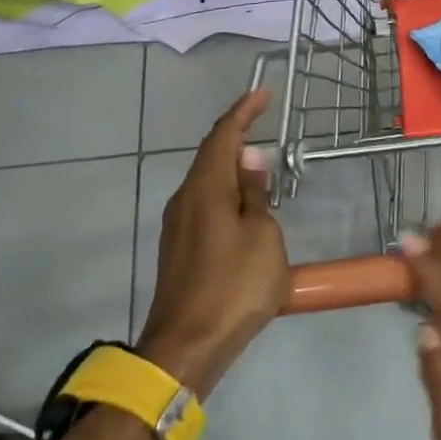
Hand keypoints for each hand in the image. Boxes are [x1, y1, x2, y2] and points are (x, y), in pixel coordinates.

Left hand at [137, 90, 287, 399]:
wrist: (188, 346)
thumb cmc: (235, 286)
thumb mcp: (263, 236)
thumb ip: (257, 196)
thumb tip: (251, 161)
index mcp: (205, 190)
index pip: (223, 136)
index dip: (243, 112)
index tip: (263, 93)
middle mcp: (184, 200)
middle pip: (210, 156)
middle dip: (235, 135)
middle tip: (262, 122)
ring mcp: (177, 226)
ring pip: (206, 181)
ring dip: (231, 166)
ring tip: (259, 162)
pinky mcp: (179, 248)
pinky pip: (204, 203)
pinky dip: (226, 192)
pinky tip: (243, 204)